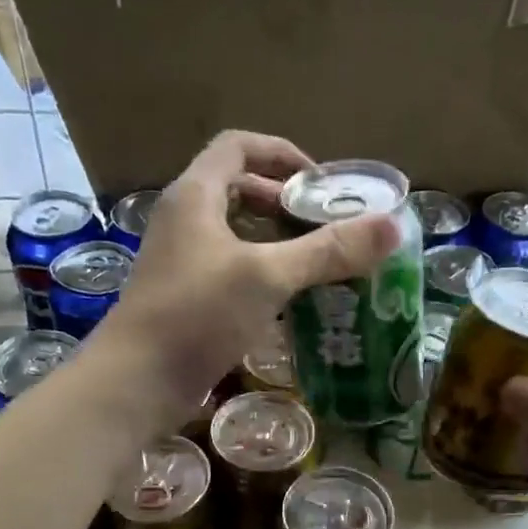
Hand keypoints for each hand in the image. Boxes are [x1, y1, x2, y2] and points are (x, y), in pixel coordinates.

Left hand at [94, 131, 398, 427]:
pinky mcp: (186, 296)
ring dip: (276, 239)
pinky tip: (291, 298)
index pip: (239, 147)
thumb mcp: (267, 276)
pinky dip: (262, 272)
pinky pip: (231, 268)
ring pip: (235, 232)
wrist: (136, 381)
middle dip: (284, 201)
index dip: (282, 154)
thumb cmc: (197, 314)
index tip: (320, 184)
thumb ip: (328, 250)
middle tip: (326, 224)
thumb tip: (391, 226)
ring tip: (318, 259)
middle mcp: (184, 219)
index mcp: (196, 195)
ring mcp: (182, 260)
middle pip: (238, 188)